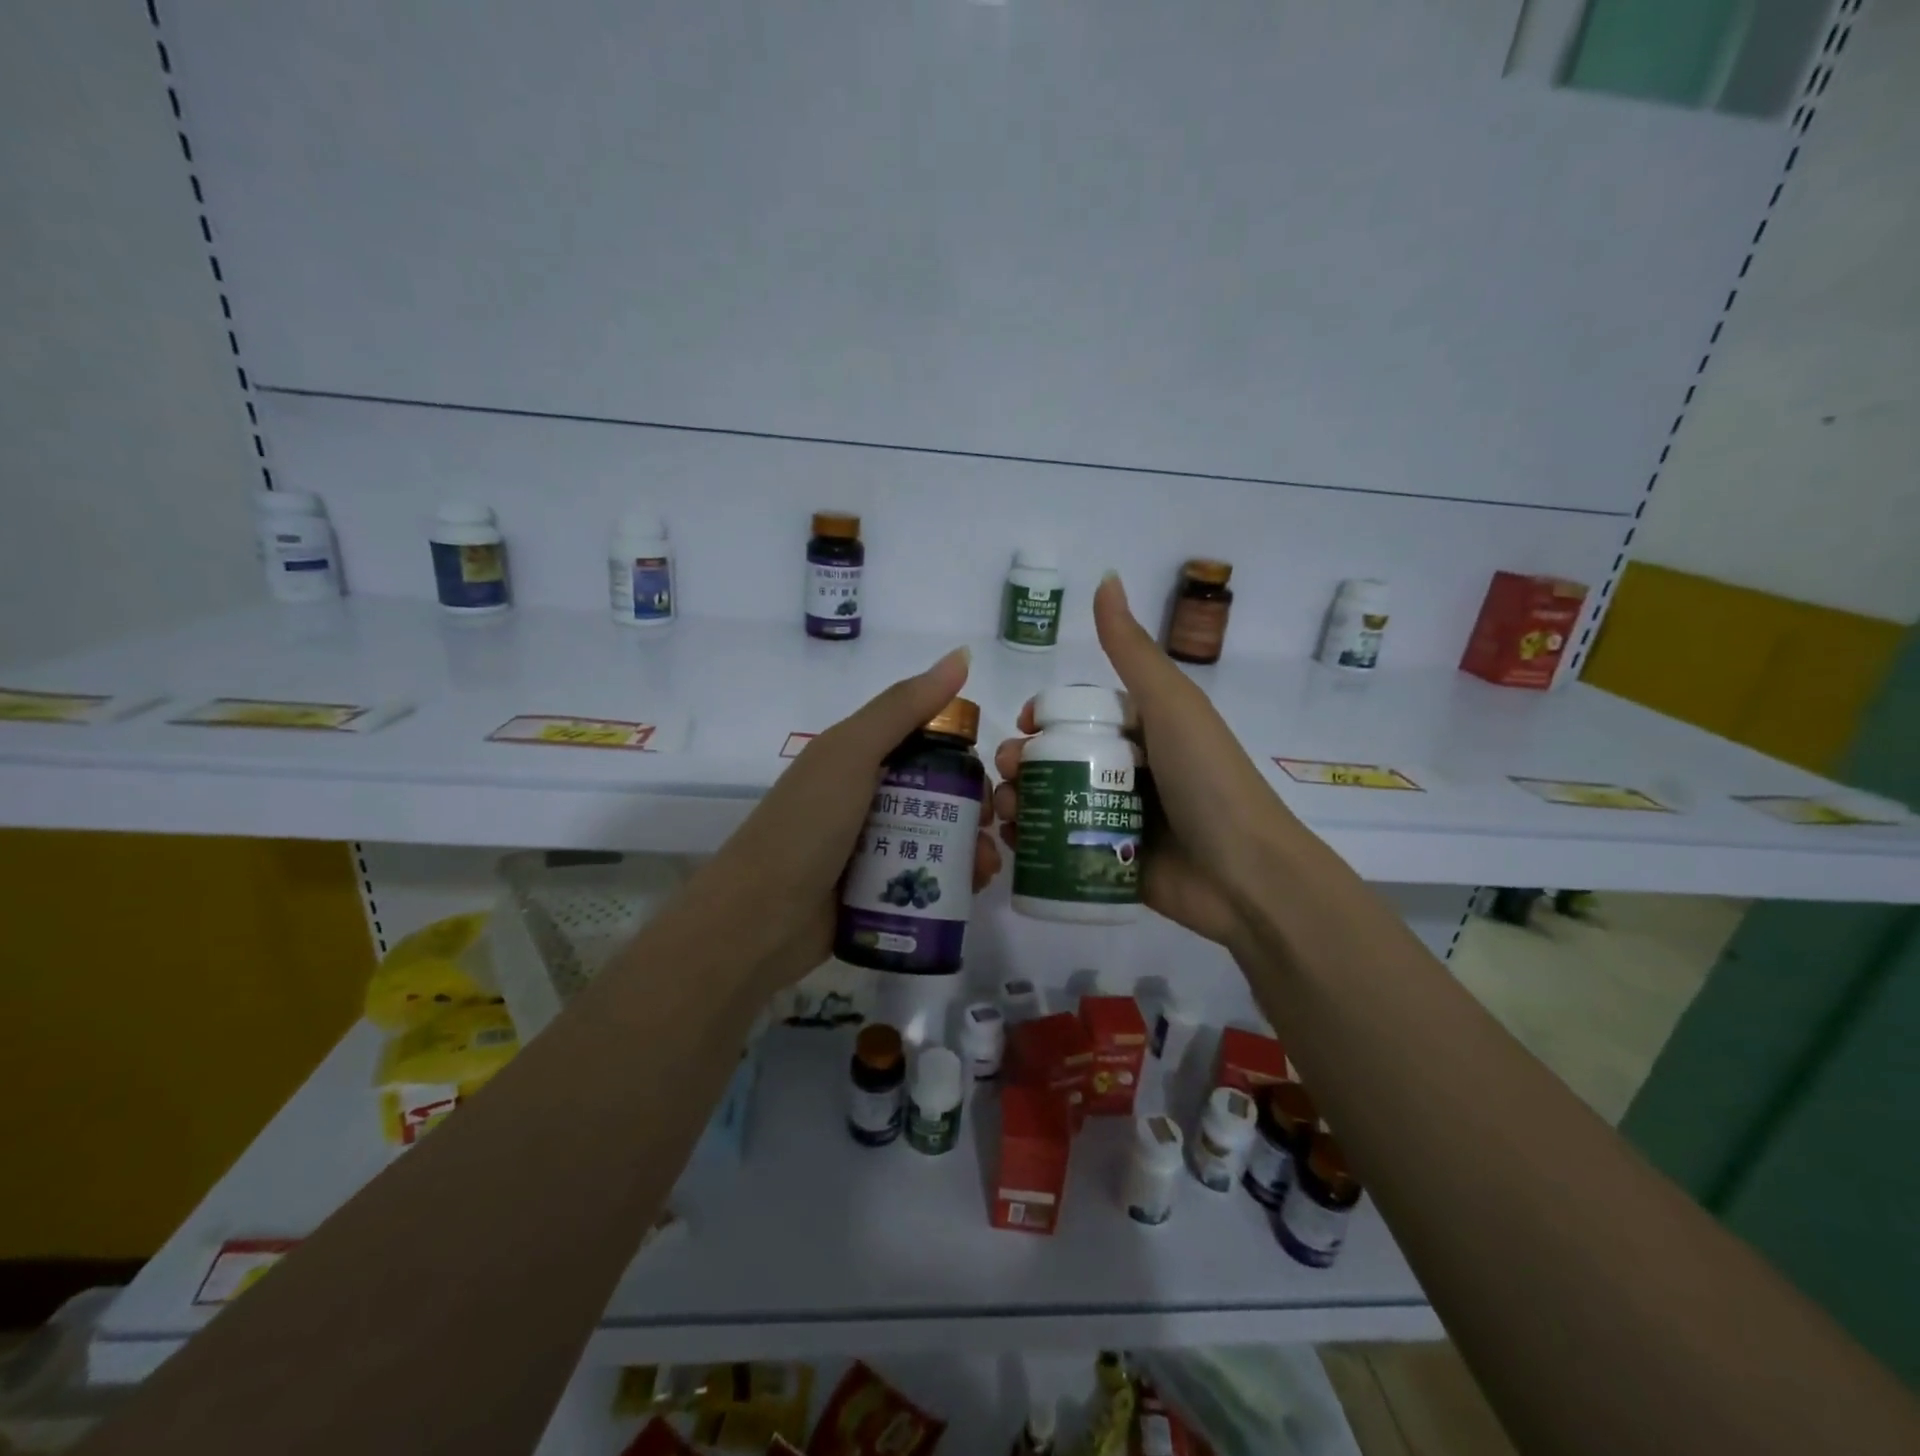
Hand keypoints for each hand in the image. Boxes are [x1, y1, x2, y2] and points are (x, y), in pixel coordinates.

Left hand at [674, 647, 1001, 992]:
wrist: (757, 922)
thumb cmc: (805, 827)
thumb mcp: (851, 753)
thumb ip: (904, 706)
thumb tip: (962, 654)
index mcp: (858, 758)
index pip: (925, 744)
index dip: (963, 753)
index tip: (993, 772)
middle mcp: (867, 798)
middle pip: (938, 793)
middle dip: (975, 807)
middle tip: (996, 826)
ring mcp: (872, 848)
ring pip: (938, 838)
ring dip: (972, 848)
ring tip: (988, 867)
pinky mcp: (878, 891)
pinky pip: (926, 878)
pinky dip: (954, 881)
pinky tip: (974, 890)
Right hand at [993, 573, 1305, 951]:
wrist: (1246, 875)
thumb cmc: (1207, 779)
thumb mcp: (1171, 705)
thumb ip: (1132, 650)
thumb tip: (1105, 578)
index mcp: (1144, 730)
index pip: (1080, 714)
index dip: (1045, 716)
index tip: (1021, 724)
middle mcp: (1129, 772)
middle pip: (1059, 757)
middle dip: (1023, 760)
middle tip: (1008, 772)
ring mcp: (1119, 819)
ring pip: (1054, 801)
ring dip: (1020, 799)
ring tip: (1006, 809)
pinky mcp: (1111, 861)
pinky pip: (1062, 846)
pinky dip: (1034, 841)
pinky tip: (1014, 840)